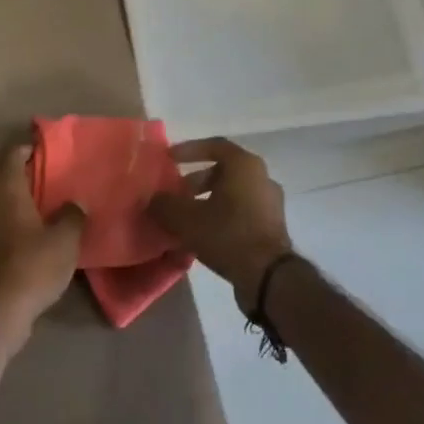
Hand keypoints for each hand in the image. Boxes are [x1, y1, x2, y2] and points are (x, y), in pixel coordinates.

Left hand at [0, 141, 83, 345]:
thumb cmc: (32, 264)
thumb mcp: (65, 239)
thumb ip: (73, 214)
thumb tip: (75, 204)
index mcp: (6, 188)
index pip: (12, 152)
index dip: (31, 146)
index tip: (52, 150)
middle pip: (7, 176)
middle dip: (31, 175)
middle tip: (59, 178)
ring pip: (3, 201)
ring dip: (25, 201)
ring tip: (53, 206)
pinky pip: (1, 223)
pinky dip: (18, 222)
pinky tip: (40, 235)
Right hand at [149, 138, 294, 308]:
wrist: (269, 278)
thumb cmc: (228, 234)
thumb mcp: (186, 219)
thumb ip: (164, 205)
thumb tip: (152, 200)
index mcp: (244, 165)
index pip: (214, 145)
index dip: (189, 150)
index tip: (169, 158)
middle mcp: (261, 177)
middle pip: (223, 171)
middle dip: (196, 181)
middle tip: (175, 194)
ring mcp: (270, 203)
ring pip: (232, 193)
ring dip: (207, 201)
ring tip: (185, 219)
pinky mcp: (272, 227)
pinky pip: (241, 212)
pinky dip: (221, 217)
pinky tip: (203, 236)